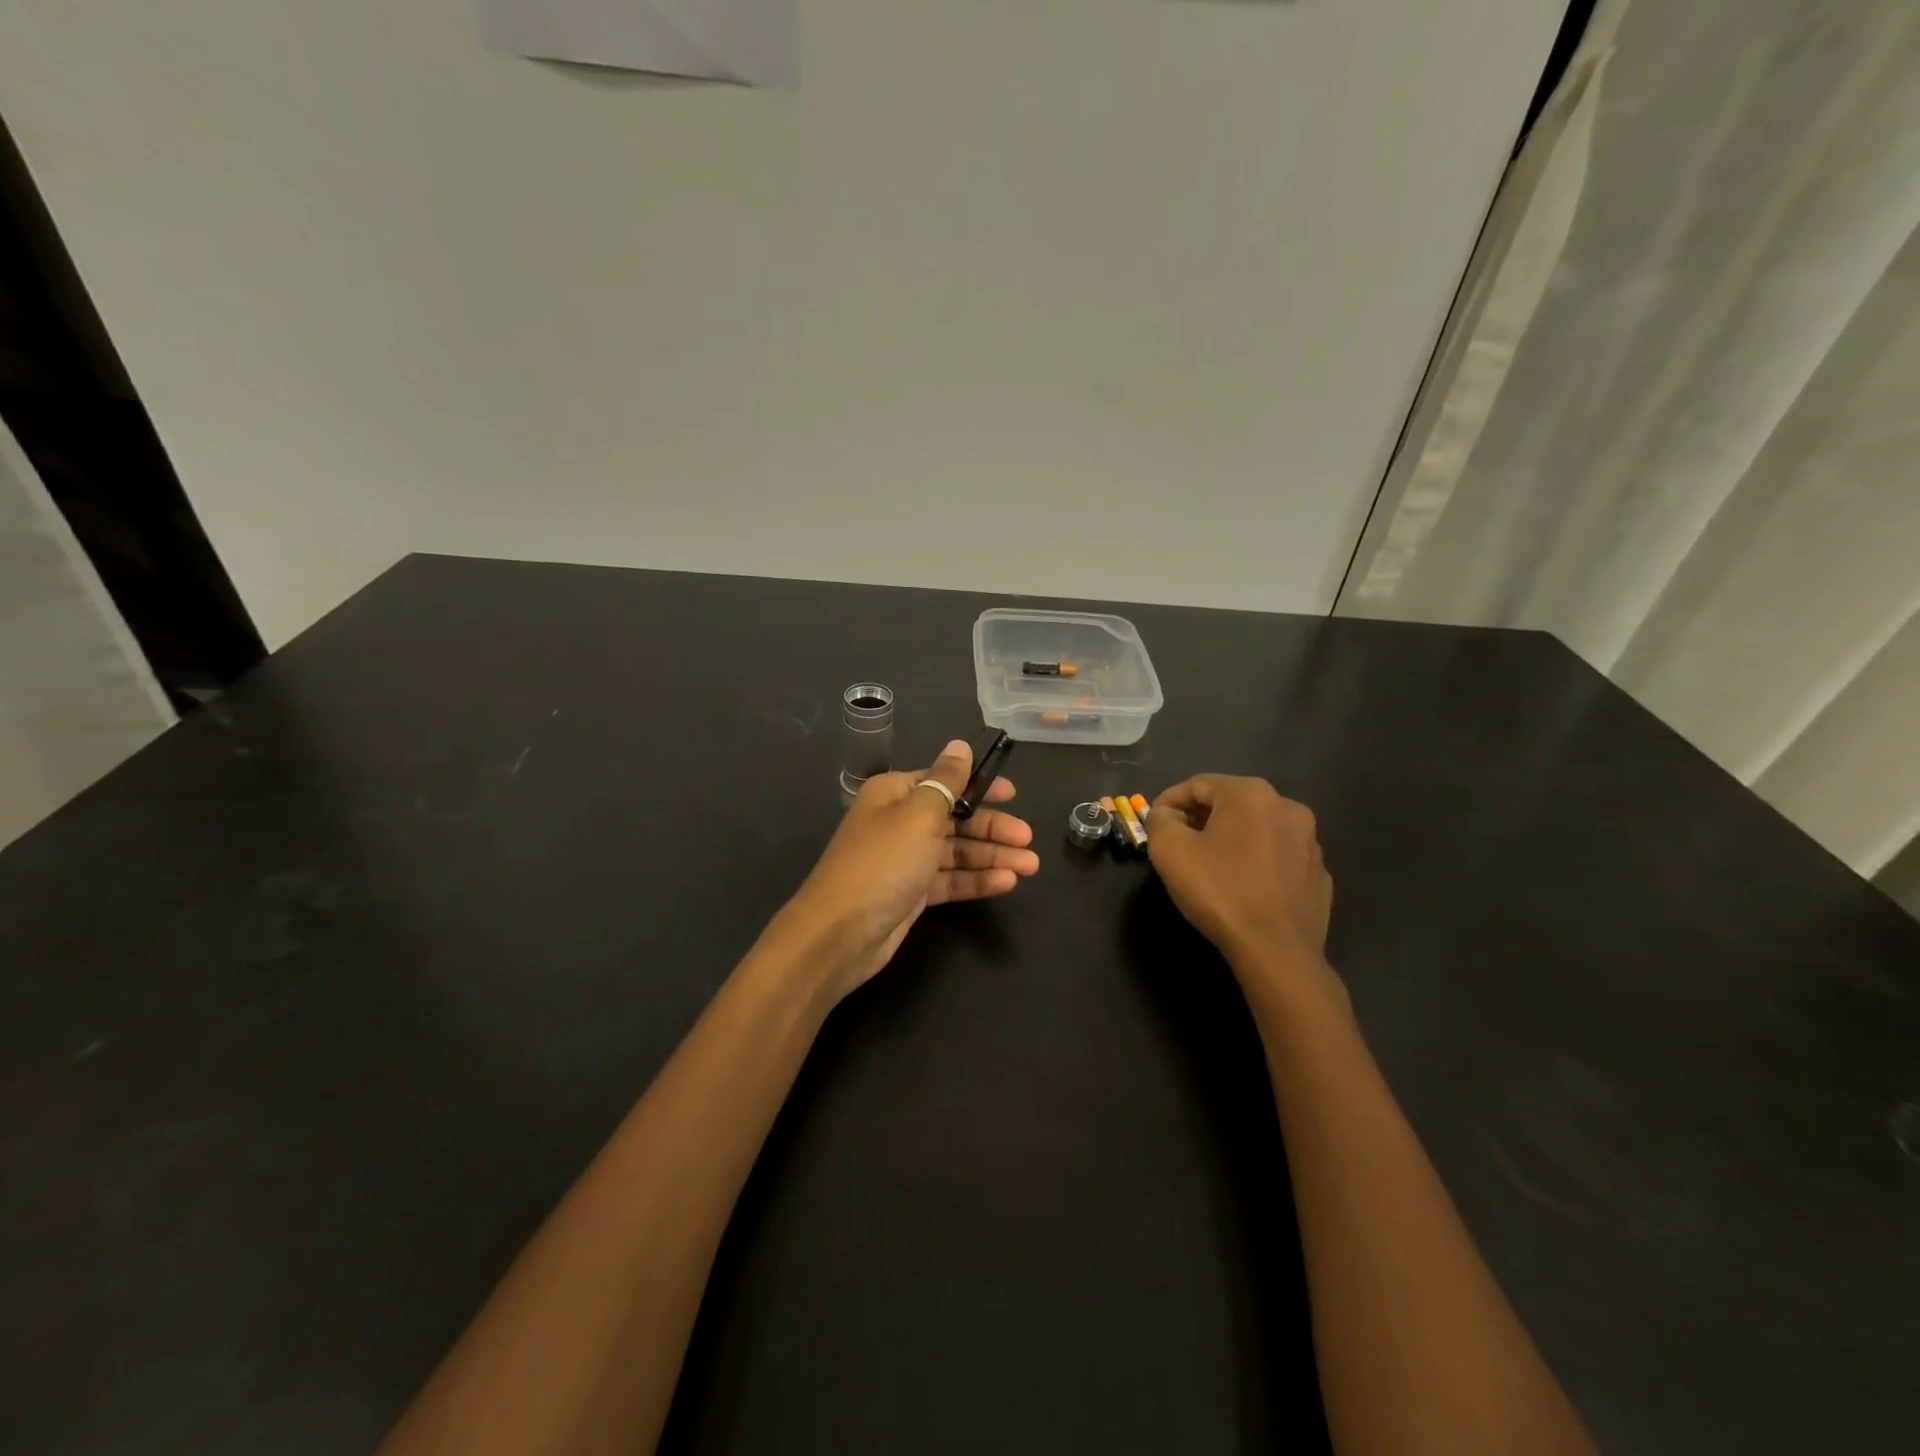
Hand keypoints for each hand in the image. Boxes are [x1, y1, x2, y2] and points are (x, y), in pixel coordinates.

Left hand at [787, 738, 1038, 999]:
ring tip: (1030, 866)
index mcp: (895, 794)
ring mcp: (905, 860)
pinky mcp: (912, 893)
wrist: (840, 933)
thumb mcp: (919, 814)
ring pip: (956, 851)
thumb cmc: (883, 862)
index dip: (979, 786)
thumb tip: (960, 745)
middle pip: (955, 818)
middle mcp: (899, 822)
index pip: (944, 781)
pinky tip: (1006, 883)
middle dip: (992, 828)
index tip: (1013, 794)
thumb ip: (947, 781)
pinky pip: (950, 880)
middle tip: (1028, 839)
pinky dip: (976, 880)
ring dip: (992, 856)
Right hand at [1147, 775, 1345, 1015]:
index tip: (1154, 824)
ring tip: (1210, 867)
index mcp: (1251, 794)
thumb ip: (1160, 820)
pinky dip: (1257, 862)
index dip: (1169, 802)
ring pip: (1257, 828)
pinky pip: (1278, 857)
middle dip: (1200, 819)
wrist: (1277, 951)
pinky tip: (1243, 887)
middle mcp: (1287, 807)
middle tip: (1178, 844)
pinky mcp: (1318, 873)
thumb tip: (1167, 815)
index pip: (1197, 784)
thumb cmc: (1219, 892)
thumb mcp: (1169, 850)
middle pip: (1230, 803)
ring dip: (1230, 839)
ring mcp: (1309, 841)